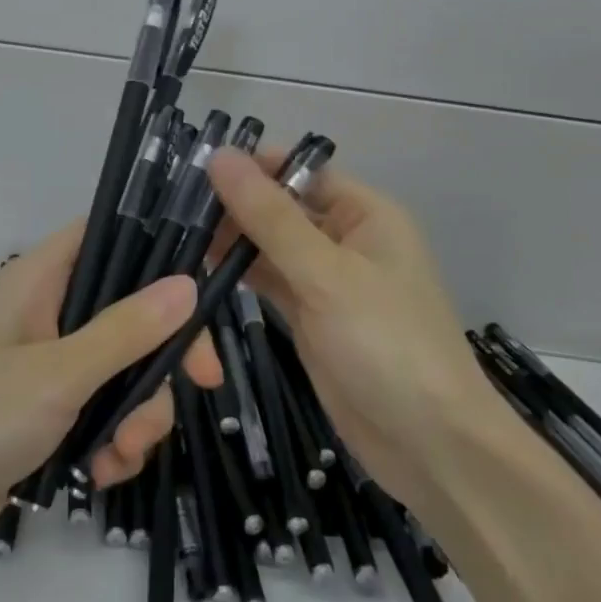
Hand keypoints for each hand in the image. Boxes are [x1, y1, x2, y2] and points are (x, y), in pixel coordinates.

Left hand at [0, 220, 220, 566]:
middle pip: (133, 311)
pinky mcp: (47, 413)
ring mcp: (48, 365)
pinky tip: (99, 475)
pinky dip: (112, 441)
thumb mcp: (56, 374)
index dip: (163, 250)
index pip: (113, 235)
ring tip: (120, 456)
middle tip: (202, 386)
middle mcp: (48, 313)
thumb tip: (188, 284)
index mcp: (41, 279)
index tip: (208, 289)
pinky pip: (103, 413)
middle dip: (164, 358)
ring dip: (139, 414)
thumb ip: (124, 331)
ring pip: (125, 370)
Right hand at [207, 147, 509, 514]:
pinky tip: (199, 270)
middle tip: (171, 208)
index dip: (252, 166)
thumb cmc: (386, 344)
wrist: (429, 445)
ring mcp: (327, 282)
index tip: (194, 168)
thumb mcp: (326, 274)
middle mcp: (346, 240)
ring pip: (270, 246)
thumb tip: (221, 157)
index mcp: (365, 214)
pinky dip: (239, 275)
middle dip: (234, 204)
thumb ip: (270, 217)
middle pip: (281, 207)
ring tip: (174, 234)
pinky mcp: (310, 318)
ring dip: (231, 240)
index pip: (300, 171)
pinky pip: (270, 282)